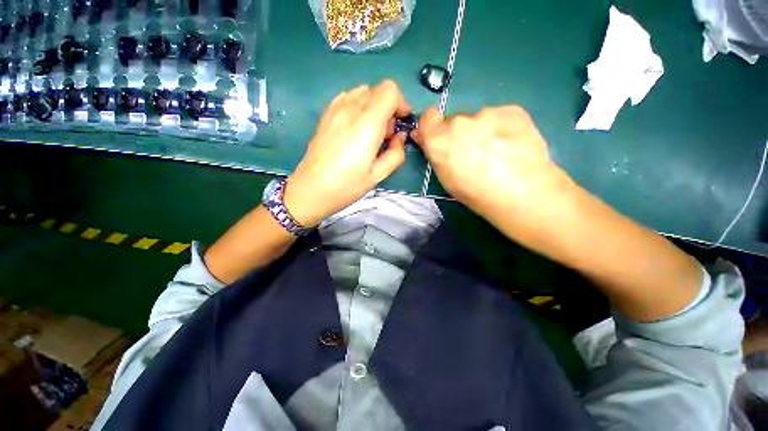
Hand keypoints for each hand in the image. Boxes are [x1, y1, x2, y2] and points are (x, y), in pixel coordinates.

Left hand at [284, 80, 410, 226]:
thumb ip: (396, 153)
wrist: (311, 189)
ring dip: (374, 107)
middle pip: (378, 89)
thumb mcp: (378, 175)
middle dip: (389, 108)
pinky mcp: (326, 114)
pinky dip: (358, 107)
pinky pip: (348, 98)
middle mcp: (350, 109)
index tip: (400, 123)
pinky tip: (355, 128)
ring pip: (363, 92)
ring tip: (369, 132)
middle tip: (385, 135)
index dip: (401, 103)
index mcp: (367, 124)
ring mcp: (335, 109)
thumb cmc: (346, 185)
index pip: (390, 90)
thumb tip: (400, 137)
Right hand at [414, 105, 571, 220]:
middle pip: (454, 121)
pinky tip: (512, 145)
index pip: (427, 117)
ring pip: (478, 120)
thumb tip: (429, 140)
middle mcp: (459, 122)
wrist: (521, 192)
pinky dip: (502, 128)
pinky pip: (499, 117)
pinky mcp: (511, 110)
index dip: (433, 127)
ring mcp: (486, 113)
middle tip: (474, 152)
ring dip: (482, 131)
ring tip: (498, 152)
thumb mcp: (446, 179)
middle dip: (459, 133)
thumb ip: (437, 155)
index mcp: (439, 140)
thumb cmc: (476, 193)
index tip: (439, 137)